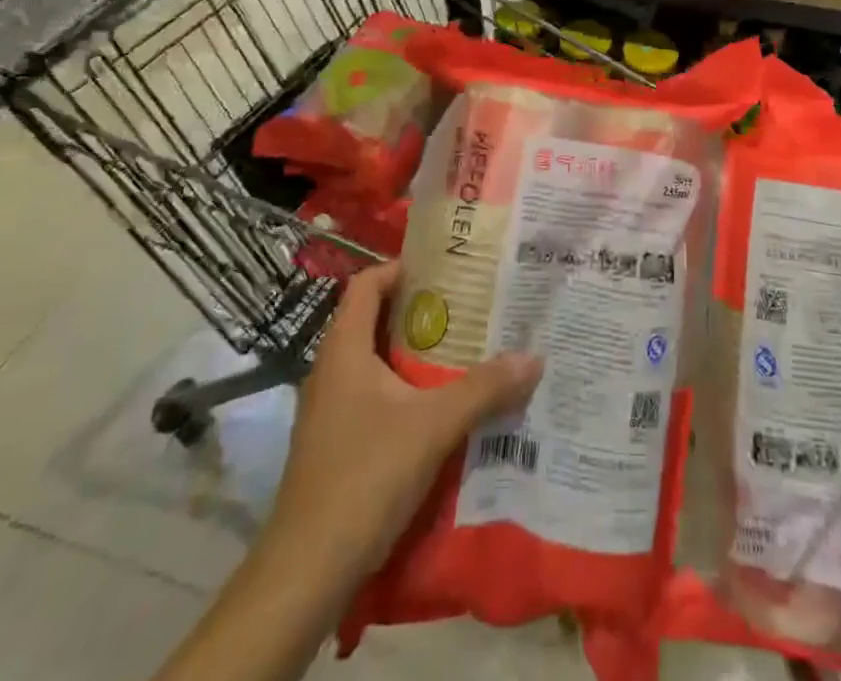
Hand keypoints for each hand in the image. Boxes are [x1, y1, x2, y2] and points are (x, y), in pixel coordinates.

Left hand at [265, 262, 541, 583]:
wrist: (306, 571)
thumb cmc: (364, 476)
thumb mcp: (433, 426)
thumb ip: (484, 389)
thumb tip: (533, 357)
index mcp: (344, 350)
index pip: (366, 284)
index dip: (401, 268)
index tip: (445, 270)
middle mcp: (331, 370)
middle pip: (374, 319)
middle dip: (420, 311)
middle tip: (468, 308)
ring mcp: (330, 409)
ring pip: (376, 361)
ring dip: (415, 354)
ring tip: (464, 351)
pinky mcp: (336, 443)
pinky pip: (374, 396)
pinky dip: (405, 389)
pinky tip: (441, 407)